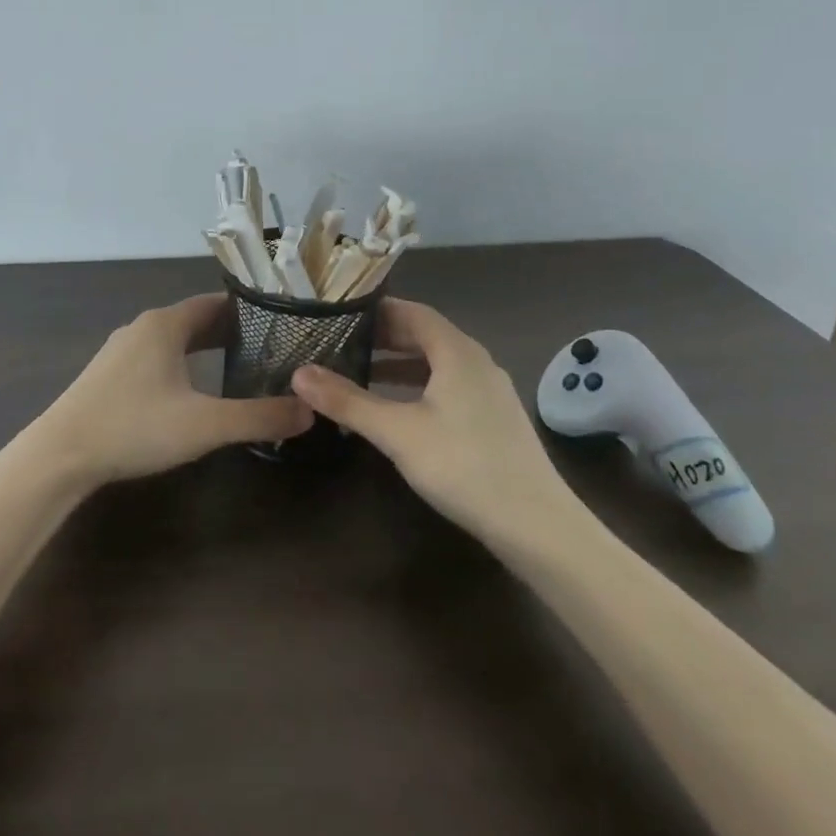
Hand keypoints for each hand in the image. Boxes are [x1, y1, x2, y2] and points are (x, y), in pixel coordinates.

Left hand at [31, 294, 312, 490]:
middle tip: (270, 348)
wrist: (60, 454)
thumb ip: (259, 417)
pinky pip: (156, 356)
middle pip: (196, 319)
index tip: (280, 324)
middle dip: (231, 331)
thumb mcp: (205, 425)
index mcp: (166, 324)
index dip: (249, 311)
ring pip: (174, 339)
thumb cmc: (135, 427)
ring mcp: (122, 349)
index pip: (216, 303)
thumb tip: (309, 410)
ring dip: (204, 348)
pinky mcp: (109, 373)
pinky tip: (192, 390)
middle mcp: (143, 327)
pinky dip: (181, 362)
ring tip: (239, 366)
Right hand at [292, 298, 578, 541]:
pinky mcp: (494, 419)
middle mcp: (477, 361)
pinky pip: (449, 386)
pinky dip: (419, 386)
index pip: (412, 311)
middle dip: (384, 337)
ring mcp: (490, 391)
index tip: (341, 313)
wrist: (536, 526)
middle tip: (342, 342)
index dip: (377, 310)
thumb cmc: (463, 466)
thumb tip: (299, 373)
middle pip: (426, 335)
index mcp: (457, 351)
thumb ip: (347, 401)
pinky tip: (399, 410)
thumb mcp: (397, 432)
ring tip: (361, 373)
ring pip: (438, 363)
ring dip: (400, 364)